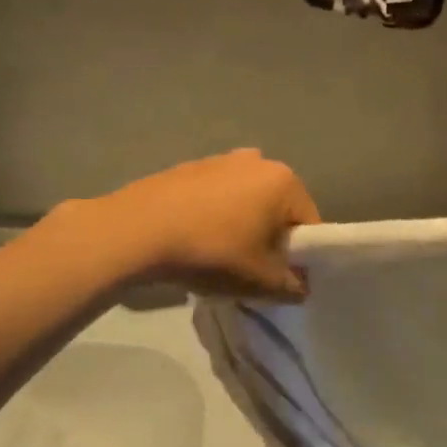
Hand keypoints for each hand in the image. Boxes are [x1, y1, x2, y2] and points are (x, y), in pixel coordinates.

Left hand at [99, 149, 320, 300]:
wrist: (136, 231)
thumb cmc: (212, 252)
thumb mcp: (261, 281)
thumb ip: (292, 287)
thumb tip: (300, 286)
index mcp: (284, 181)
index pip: (309, 224)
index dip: (300, 257)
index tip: (281, 279)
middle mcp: (257, 161)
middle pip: (277, 209)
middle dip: (270, 238)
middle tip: (251, 269)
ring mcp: (220, 159)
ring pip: (245, 202)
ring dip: (241, 226)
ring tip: (219, 256)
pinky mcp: (188, 167)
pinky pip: (215, 197)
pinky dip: (213, 216)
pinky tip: (194, 240)